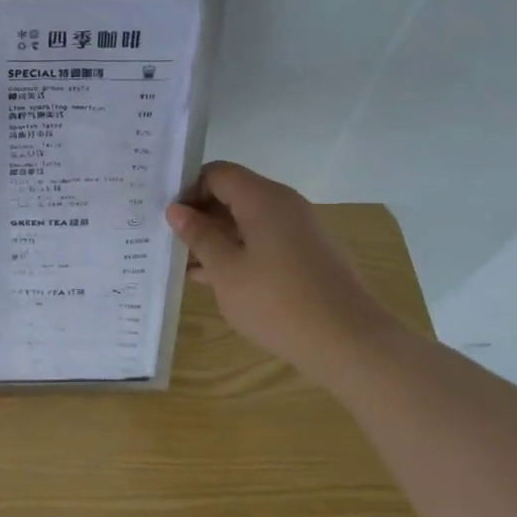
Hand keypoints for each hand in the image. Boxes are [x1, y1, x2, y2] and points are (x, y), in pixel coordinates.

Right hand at [166, 161, 398, 370]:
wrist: (350, 343)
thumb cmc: (278, 303)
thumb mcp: (227, 271)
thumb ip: (199, 236)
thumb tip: (176, 210)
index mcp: (263, 198)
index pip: (217, 173)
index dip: (188, 189)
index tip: (166, 218)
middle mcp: (284, 204)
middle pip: (232, 194)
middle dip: (199, 215)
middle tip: (167, 240)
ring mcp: (298, 230)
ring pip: (246, 220)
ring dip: (216, 237)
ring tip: (182, 262)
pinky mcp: (306, 255)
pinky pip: (263, 240)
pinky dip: (238, 252)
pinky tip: (213, 278)